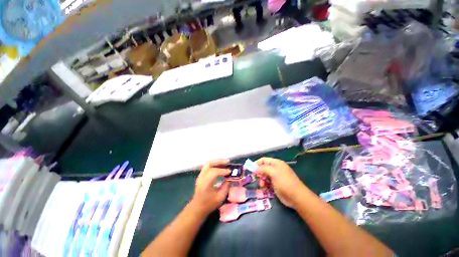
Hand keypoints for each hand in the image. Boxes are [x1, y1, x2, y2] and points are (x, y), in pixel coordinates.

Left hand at [191, 159, 230, 215]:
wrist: (197, 207)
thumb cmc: (209, 204)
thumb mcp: (220, 197)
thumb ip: (226, 186)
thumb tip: (231, 177)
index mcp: (206, 184)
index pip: (214, 172)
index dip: (223, 170)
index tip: (230, 171)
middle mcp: (202, 177)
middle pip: (209, 164)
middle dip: (219, 161)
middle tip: (228, 162)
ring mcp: (200, 175)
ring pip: (208, 163)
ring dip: (217, 161)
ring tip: (225, 163)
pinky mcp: (201, 174)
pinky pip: (208, 165)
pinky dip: (215, 164)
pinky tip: (220, 166)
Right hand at [255, 157, 305, 207]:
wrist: (296, 197)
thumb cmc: (284, 182)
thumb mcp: (273, 173)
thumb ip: (263, 169)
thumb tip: (255, 169)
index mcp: (276, 163)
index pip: (264, 160)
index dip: (257, 163)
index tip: (251, 168)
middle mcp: (276, 169)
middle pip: (264, 168)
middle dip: (259, 173)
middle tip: (256, 177)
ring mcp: (276, 177)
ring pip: (264, 176)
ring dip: (262, 180)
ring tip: (262, 185)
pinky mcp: (276, 185)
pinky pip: (267, 182)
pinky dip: (265, 184)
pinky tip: (265, 188)